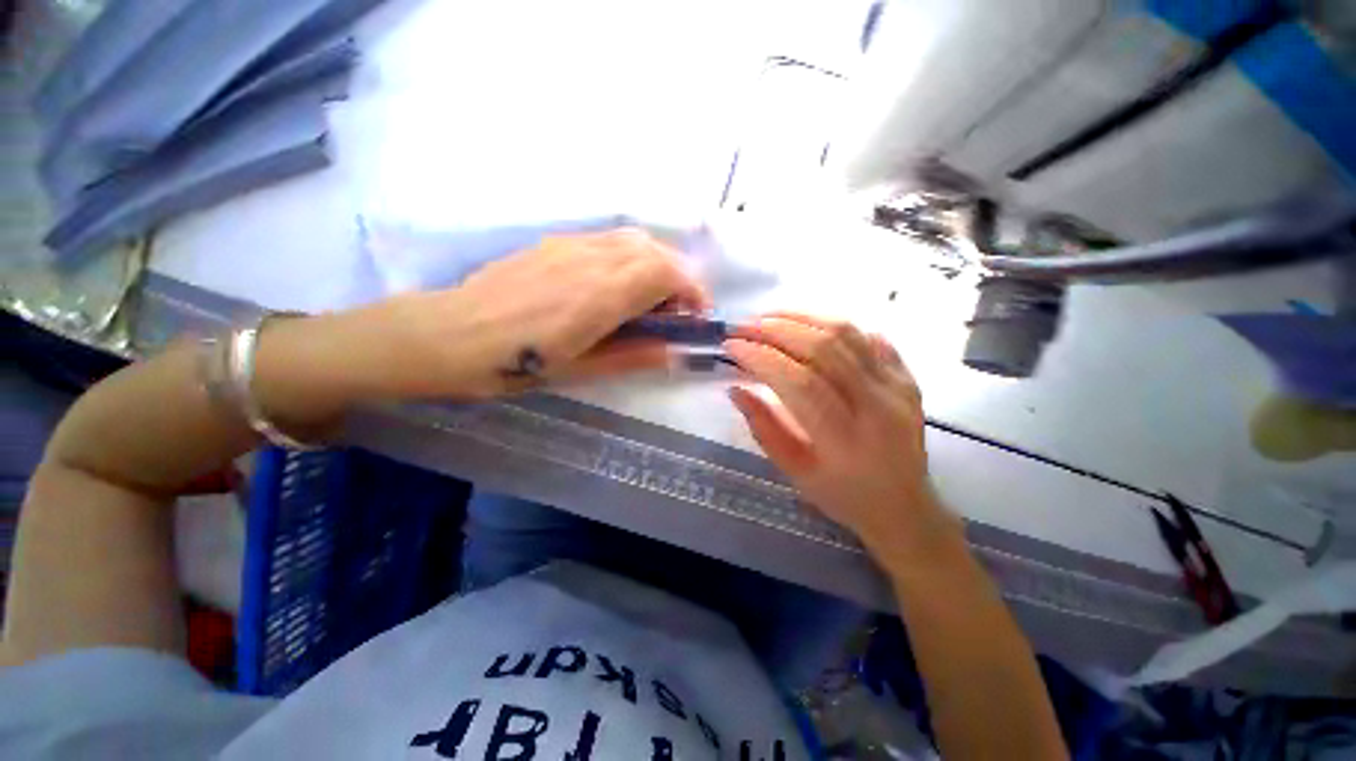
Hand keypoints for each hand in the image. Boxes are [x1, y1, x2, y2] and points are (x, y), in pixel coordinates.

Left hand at [360, 229, 710, 399]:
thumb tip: (676, 352)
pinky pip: (609, 241)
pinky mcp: (556, 242)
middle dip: (678, 279)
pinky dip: (629, 259)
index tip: (697, 317)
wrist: (449, 335)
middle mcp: (593, 258)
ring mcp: (572, 244)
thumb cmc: (516, 363)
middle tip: (671, 313)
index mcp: (602, 293)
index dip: (693, 291)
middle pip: (656, 250)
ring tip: (645, 301)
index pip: (668, 272)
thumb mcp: (583, 369)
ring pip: (634, 240)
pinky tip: (613, 287)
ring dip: (654, 266)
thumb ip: (637, 355)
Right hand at [725, 313, 962, 562]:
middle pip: (823, 349)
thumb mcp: (794, 472)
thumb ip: (763, 427)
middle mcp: (876, 407)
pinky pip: (869, 337)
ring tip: (768, 316)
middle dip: (775, 330)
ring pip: (847, 334)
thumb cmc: (843, 496)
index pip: (798, 382)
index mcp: (845, 440)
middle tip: (743, 326)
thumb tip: (735, 388)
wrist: (905, 508)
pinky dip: (833, 324)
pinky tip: (807, 324)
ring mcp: (897, 388)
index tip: (731, 347)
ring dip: (801, 317)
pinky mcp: (906, 377)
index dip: (761, 357)